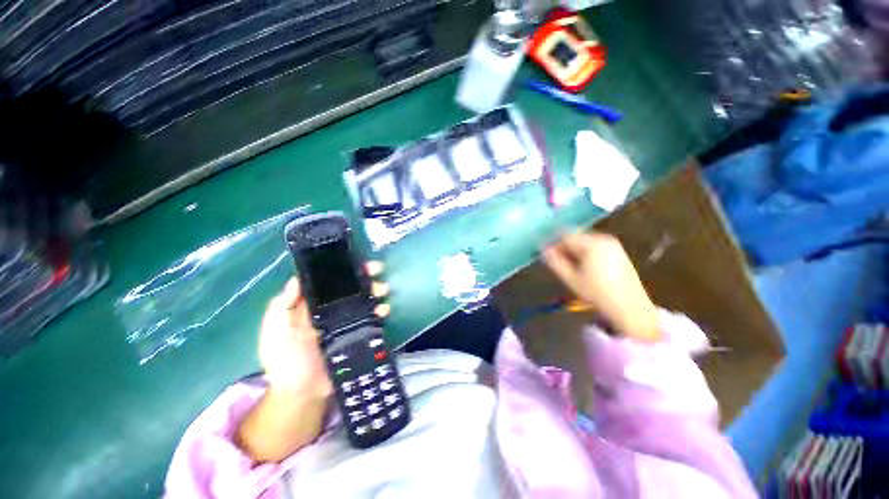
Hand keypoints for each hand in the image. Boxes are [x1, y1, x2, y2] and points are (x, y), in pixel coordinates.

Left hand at [259, 265, 390, 394]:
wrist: (303, 393)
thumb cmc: (285, 361)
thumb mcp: (276, 331)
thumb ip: (282, 307)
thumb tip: (296, 279)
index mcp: (313, 304)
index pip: (329, 281)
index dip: (342, 269)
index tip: (355, 260)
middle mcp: (333, 308)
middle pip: (352, 287)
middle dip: (365, 276)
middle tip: (376, 270)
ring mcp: (348, 321)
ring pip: (365, 299)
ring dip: (376, 291)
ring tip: (382, 291)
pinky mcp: (359, 333)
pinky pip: (372, 318)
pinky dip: (381, 311)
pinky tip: (383, 310)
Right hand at [542, 231, 660, 341]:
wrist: (631, 308)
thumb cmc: (598, 294)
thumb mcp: (571, 279)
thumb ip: (555, 262)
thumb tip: (543, 250)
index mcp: (592, 244)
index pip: (565, 235)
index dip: (551, 242)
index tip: (543, 252)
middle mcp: (603, 239)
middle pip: (576, 236)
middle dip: (562, 246)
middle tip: (554, 260)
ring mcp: (613, 245)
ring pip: (584, 241)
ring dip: (573, 250)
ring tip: (567, 265)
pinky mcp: (618, 252)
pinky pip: (594, 246)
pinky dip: (584, 252)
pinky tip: (582, 266)